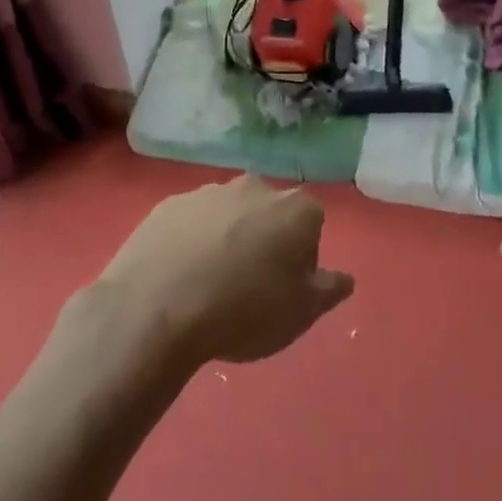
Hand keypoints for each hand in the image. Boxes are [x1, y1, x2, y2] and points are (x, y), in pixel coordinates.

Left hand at [95, 174, 352, 368]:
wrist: (157, 308)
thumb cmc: (245, 310)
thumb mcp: (301, 313)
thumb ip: (328, 290)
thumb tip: (344, 278)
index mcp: (295, 208)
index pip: (311, 222)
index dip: (302, 255)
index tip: (286, 285)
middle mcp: (253, 187)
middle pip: (268, 212)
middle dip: (264, 239)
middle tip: (249, 284)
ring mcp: (206, 192)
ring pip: (227, 214)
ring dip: (225, 238)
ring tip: (208, 284)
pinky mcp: (166, 205)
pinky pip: (189, 223)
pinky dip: (189, 242)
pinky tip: (178, 276)